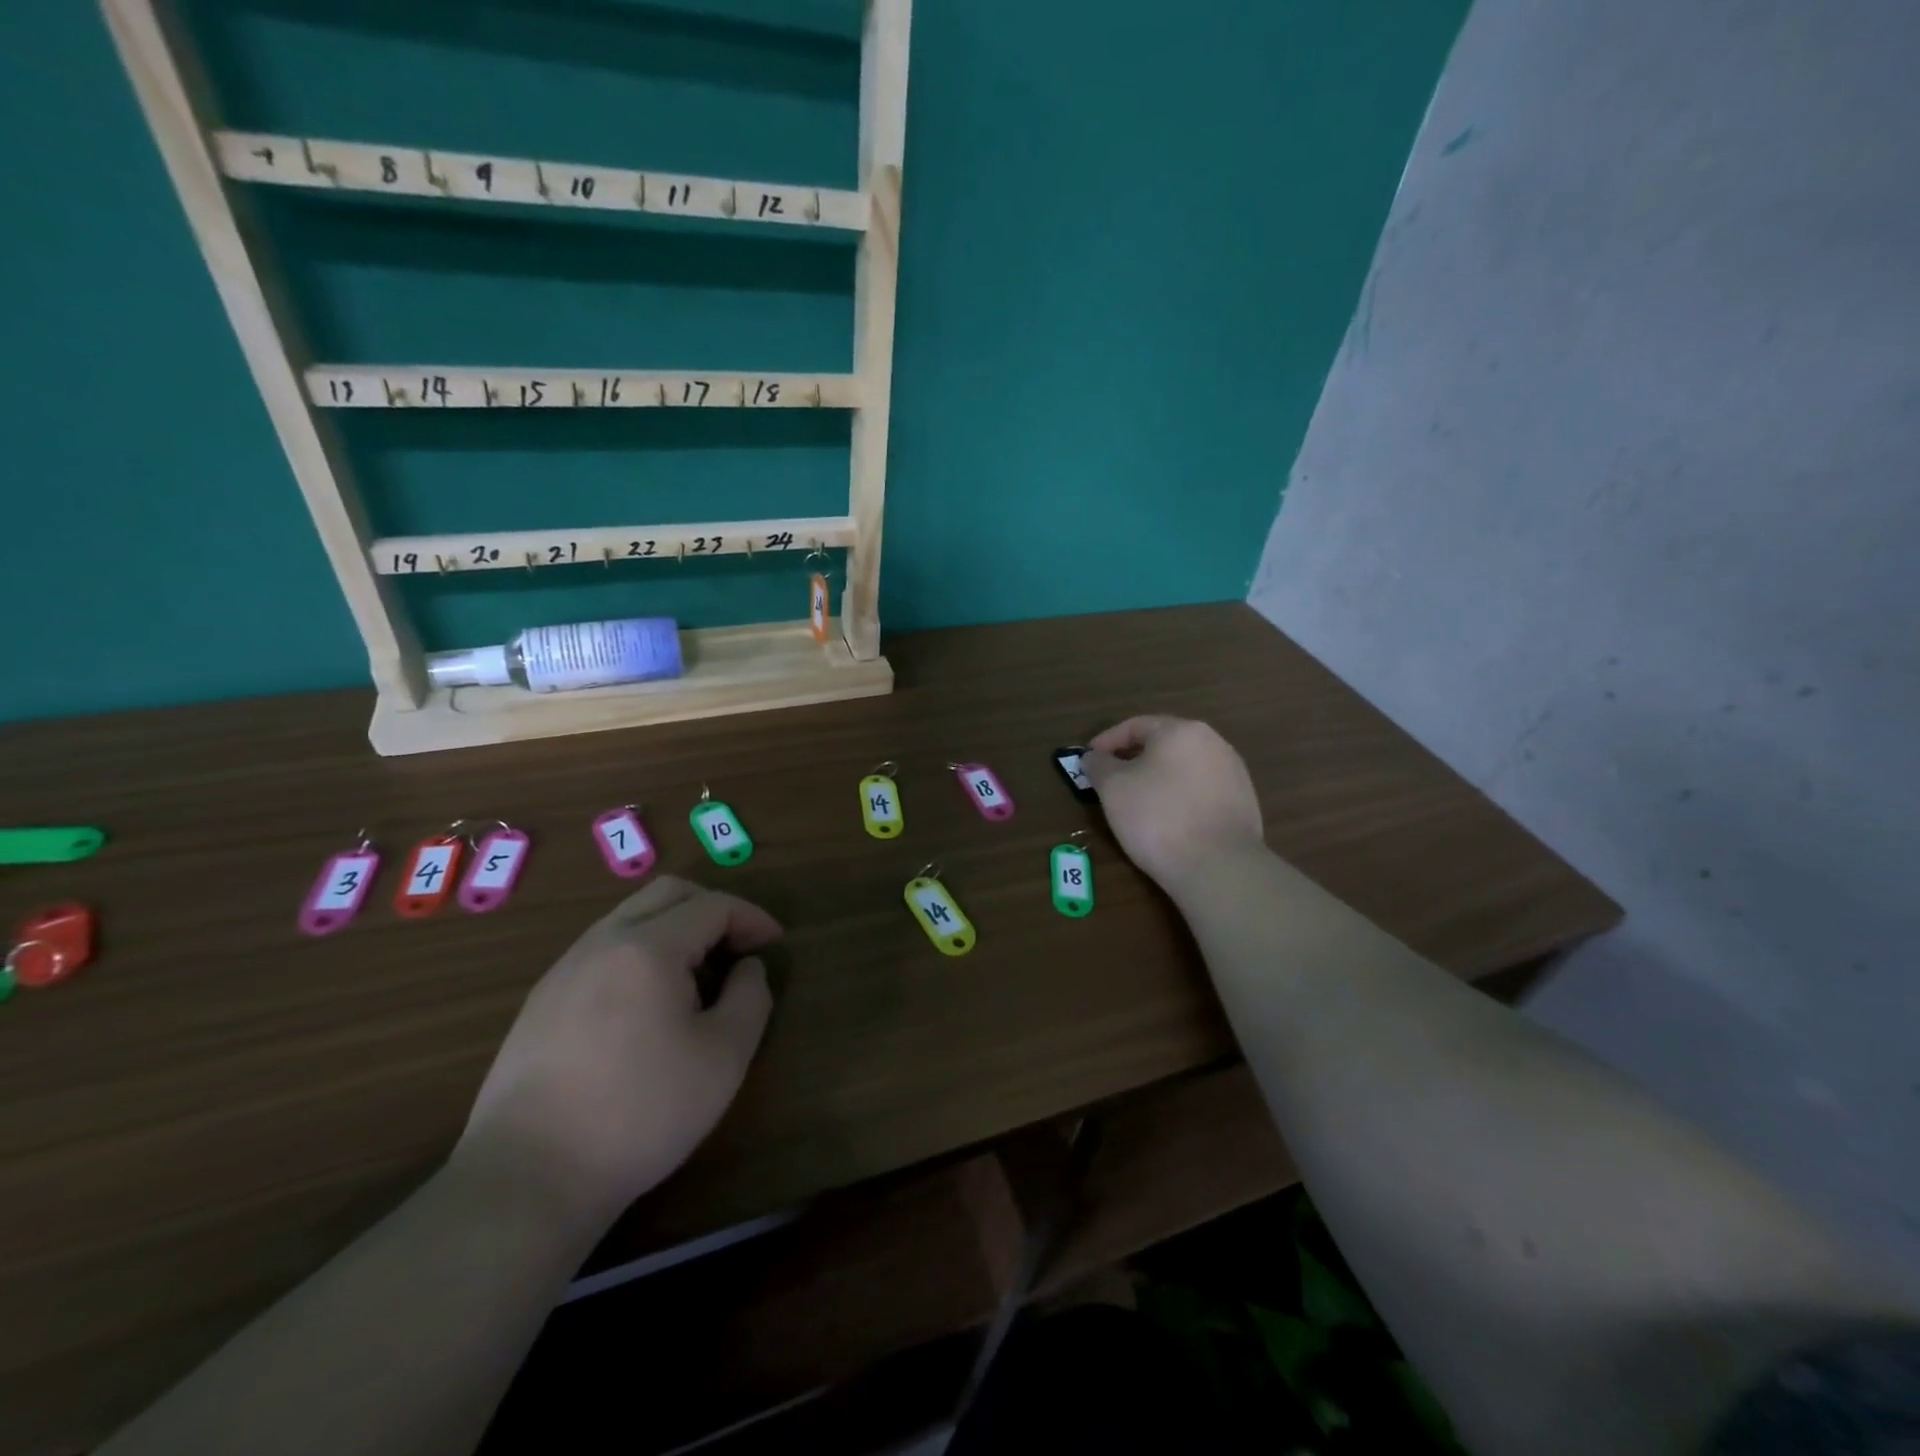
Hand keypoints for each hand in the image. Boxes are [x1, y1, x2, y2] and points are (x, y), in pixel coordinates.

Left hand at [452, 877, 777, 1231]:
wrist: (528, 1178)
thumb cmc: (641, 1112)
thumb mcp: (724, 1056)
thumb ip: (750, 997)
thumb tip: (747, 968)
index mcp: (649, 947)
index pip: (712, 905)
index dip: (752, 917)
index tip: (774, 945)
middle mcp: (603, 942)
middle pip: (667, 894)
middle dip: (713, 909)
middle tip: (738, 948)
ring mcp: (565, 969)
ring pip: (631, 918)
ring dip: (675, 931)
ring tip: (697, 980)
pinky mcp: (542, 1001)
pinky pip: (604, 950)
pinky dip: (641, 955)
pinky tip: (648, 1007)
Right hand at [1082, 716, 1263, 893]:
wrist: (1219, 866)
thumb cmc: (1158, 817)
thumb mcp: (1113, 788)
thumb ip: (1098, 765)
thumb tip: (1093, 757)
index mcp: (1181, 731)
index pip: (1135, 726)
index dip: (1106, 742)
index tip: (1088, 761)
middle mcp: (1213, 742)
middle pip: (1163, 744)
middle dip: (1132, 759)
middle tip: (1110, 780)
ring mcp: (1233, 772)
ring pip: (1184, 767)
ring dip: (1157, 778)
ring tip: (1137, 802)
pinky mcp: (1243, 802)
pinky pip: (1201, 790)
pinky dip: (1179, 797)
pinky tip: (1168, 819)